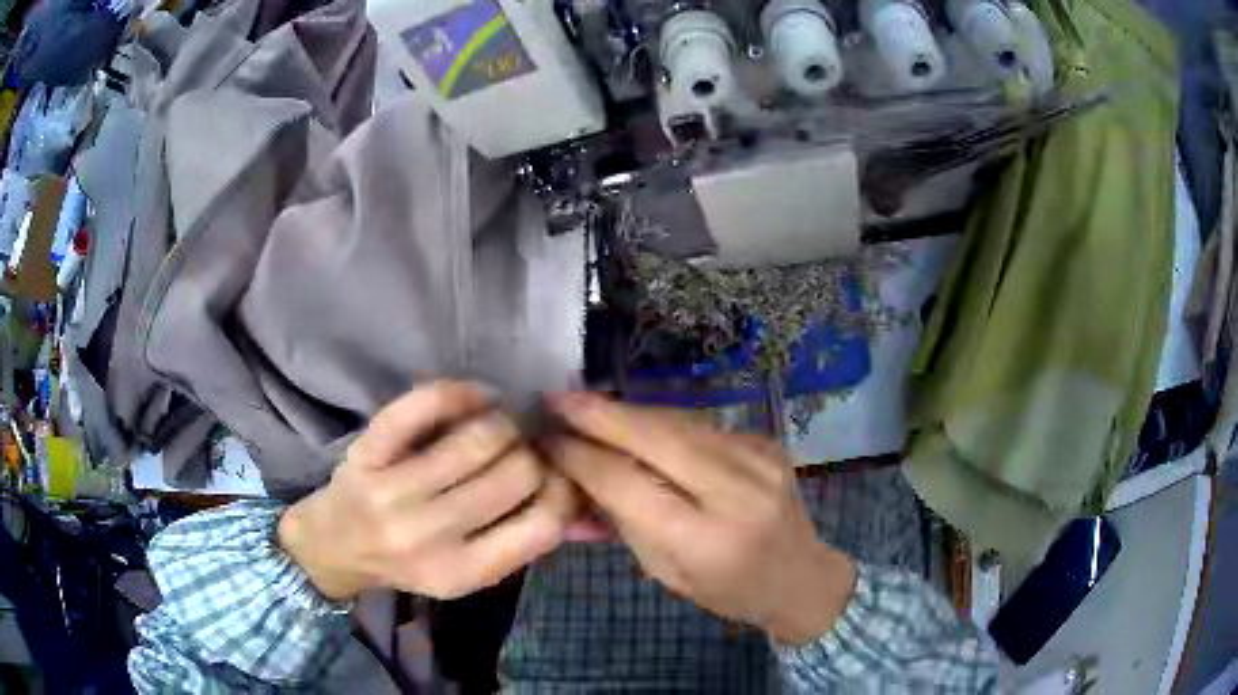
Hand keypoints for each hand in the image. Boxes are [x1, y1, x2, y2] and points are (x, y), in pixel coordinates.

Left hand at [278, 381, 576, 600]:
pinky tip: (476, 397)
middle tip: (526, 447)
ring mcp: (392, 491)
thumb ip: (522, 543)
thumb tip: (586, 503)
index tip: (557, 475)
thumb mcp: (468, 572)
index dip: (566, 490)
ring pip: (479, 437)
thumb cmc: (410, 562)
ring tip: (501, 424)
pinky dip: (460, 392)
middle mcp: (428, 535)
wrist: (336, 546)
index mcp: (463, 572)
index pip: (544, 525)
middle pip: (517, 472)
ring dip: (504, 422)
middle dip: (534, 452)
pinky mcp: (368, 450)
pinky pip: (425, 405)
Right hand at [545, 392, 856, 645]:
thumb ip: (625, 519)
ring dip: (627, 412)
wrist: (801, 576)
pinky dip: (660, 421)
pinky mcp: (765, 441)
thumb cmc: (727, 589)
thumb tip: (579, 471)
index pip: (629, 484)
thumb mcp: (666, 572)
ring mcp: (757, 458)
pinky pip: (700, 425)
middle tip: (556, 397)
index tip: (547, 438)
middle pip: (656, 438)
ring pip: (677, 422)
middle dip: (600, 414)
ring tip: (586, 405)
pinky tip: (634, 422)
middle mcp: (736, 491)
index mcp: (706, 539)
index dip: (582, 457)